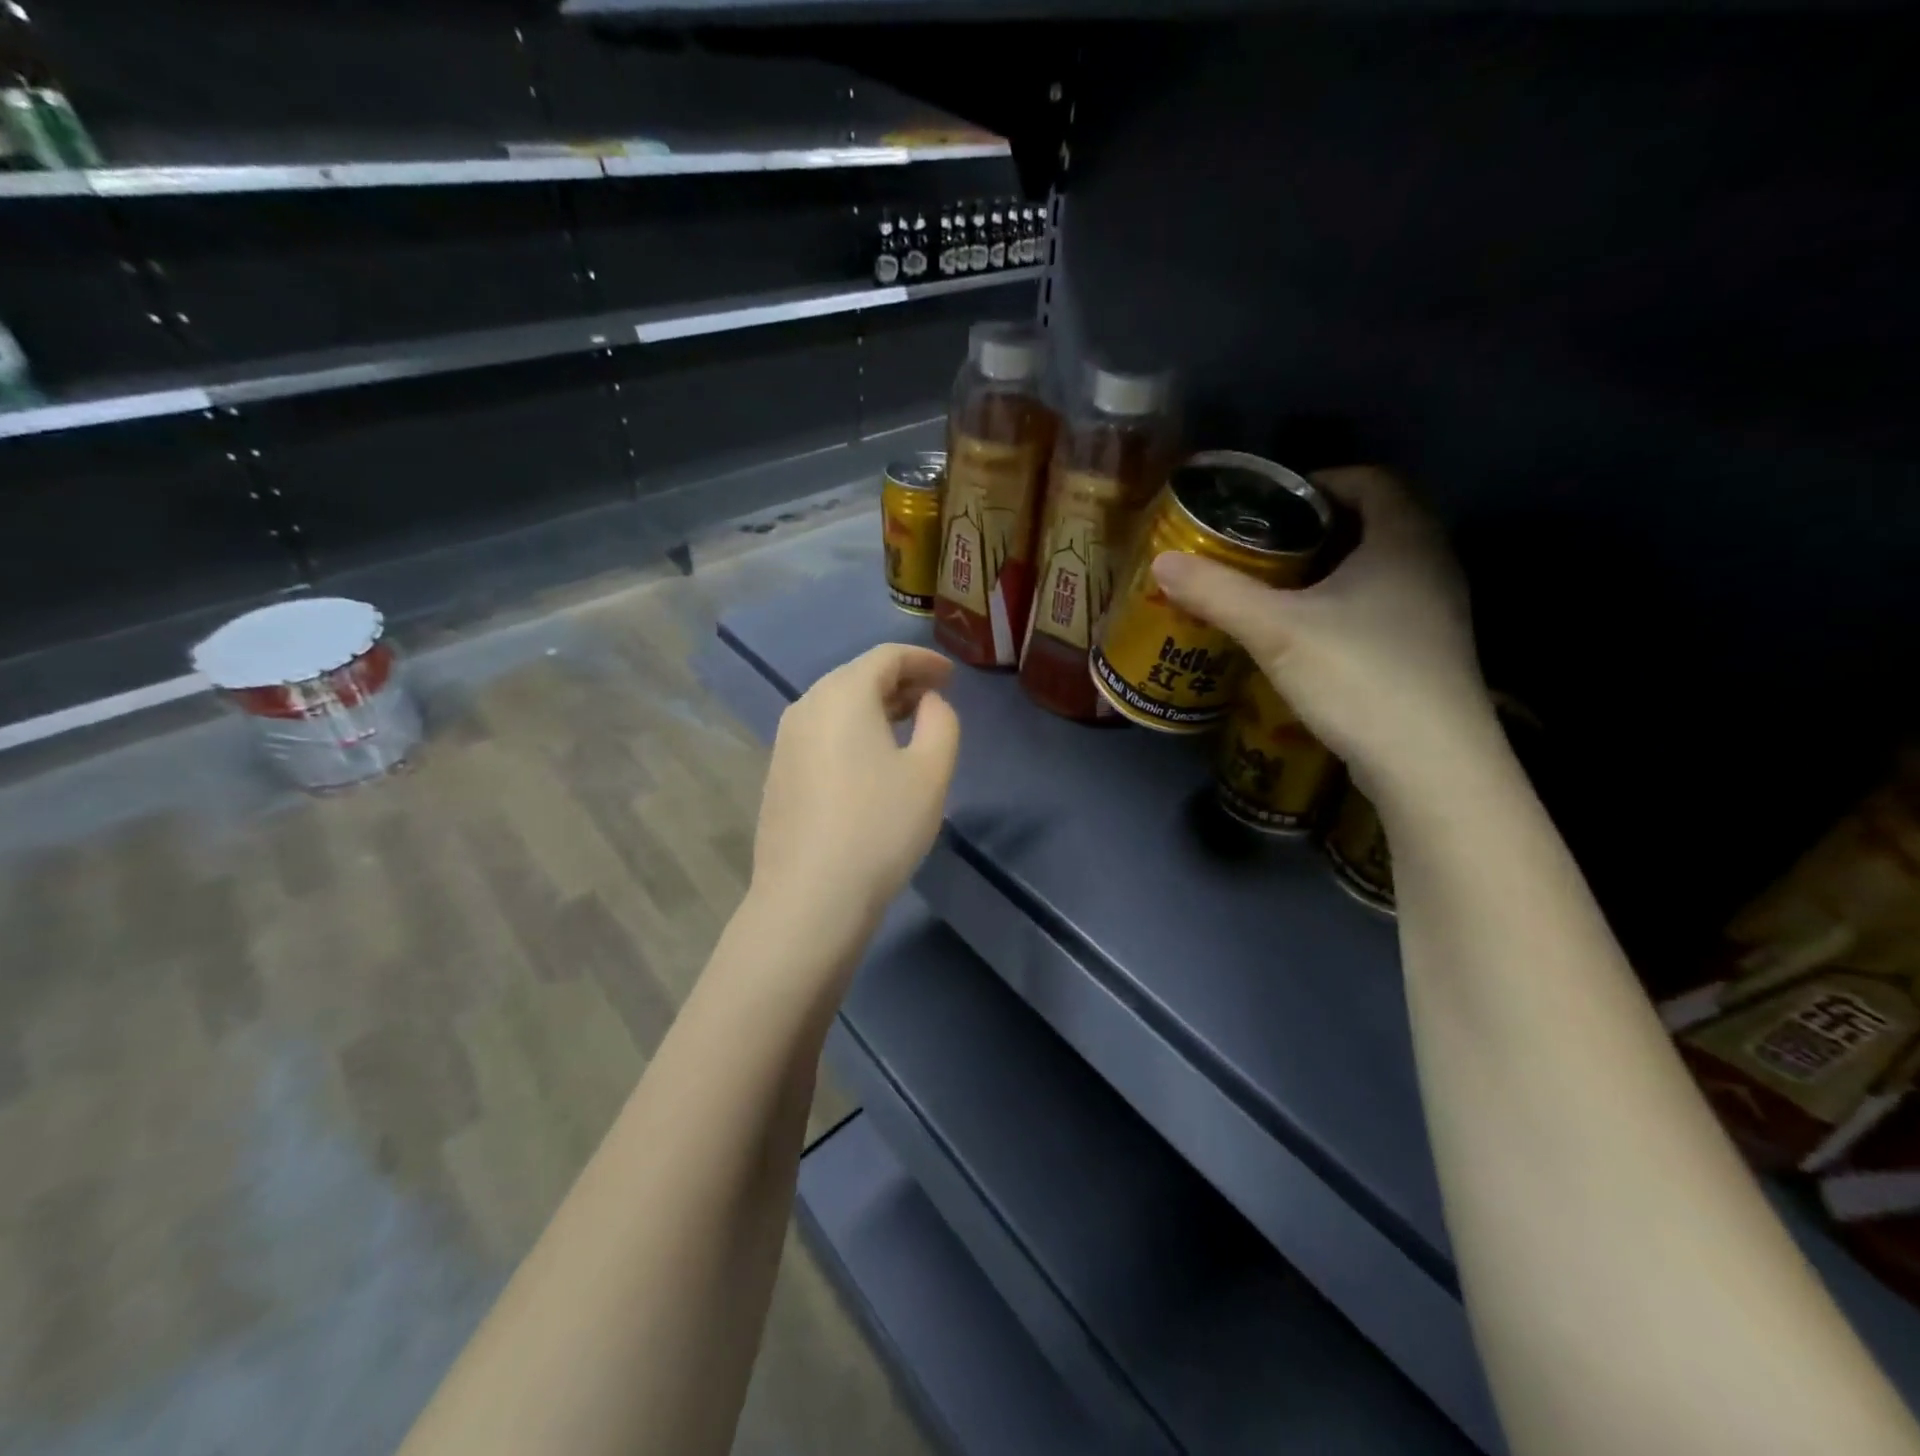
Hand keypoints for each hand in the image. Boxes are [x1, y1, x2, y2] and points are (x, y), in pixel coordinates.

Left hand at [751, 644, 960, 925]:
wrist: (810, 897)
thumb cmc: (879, 827)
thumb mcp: (931, 771)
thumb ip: (941, 721)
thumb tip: (928, 701)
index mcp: (843, 695)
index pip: (886, 657)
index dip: (923, 659)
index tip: (951, 675)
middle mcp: (806, 706)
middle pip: (857, 677)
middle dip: (900, 682)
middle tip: (934, 698)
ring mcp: (785, 741)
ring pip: (836, 706)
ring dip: (875, 707)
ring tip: (907, 725)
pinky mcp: (778, 773)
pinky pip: (821, 733)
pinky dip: (851, 731)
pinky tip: (870, 760)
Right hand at [1151, 466, 1496, 800]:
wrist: (1430, 764)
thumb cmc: (1359, 676)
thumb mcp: (1275, 630)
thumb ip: (1218, 593)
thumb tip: (1162, 563)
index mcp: (1404, 538)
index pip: (1369, 479)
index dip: (1318, 482)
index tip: (1269, 505)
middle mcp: (1431, 564)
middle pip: (1372, 523)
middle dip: (1314, 530)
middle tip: (1260, 549)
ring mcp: (1436, 611)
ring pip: (1378, 569)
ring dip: (1329, 571)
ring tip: (1274, 591)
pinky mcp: (1428, 652)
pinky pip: (1382, 606)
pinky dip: (1344, 606)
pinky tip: (1306, 636)